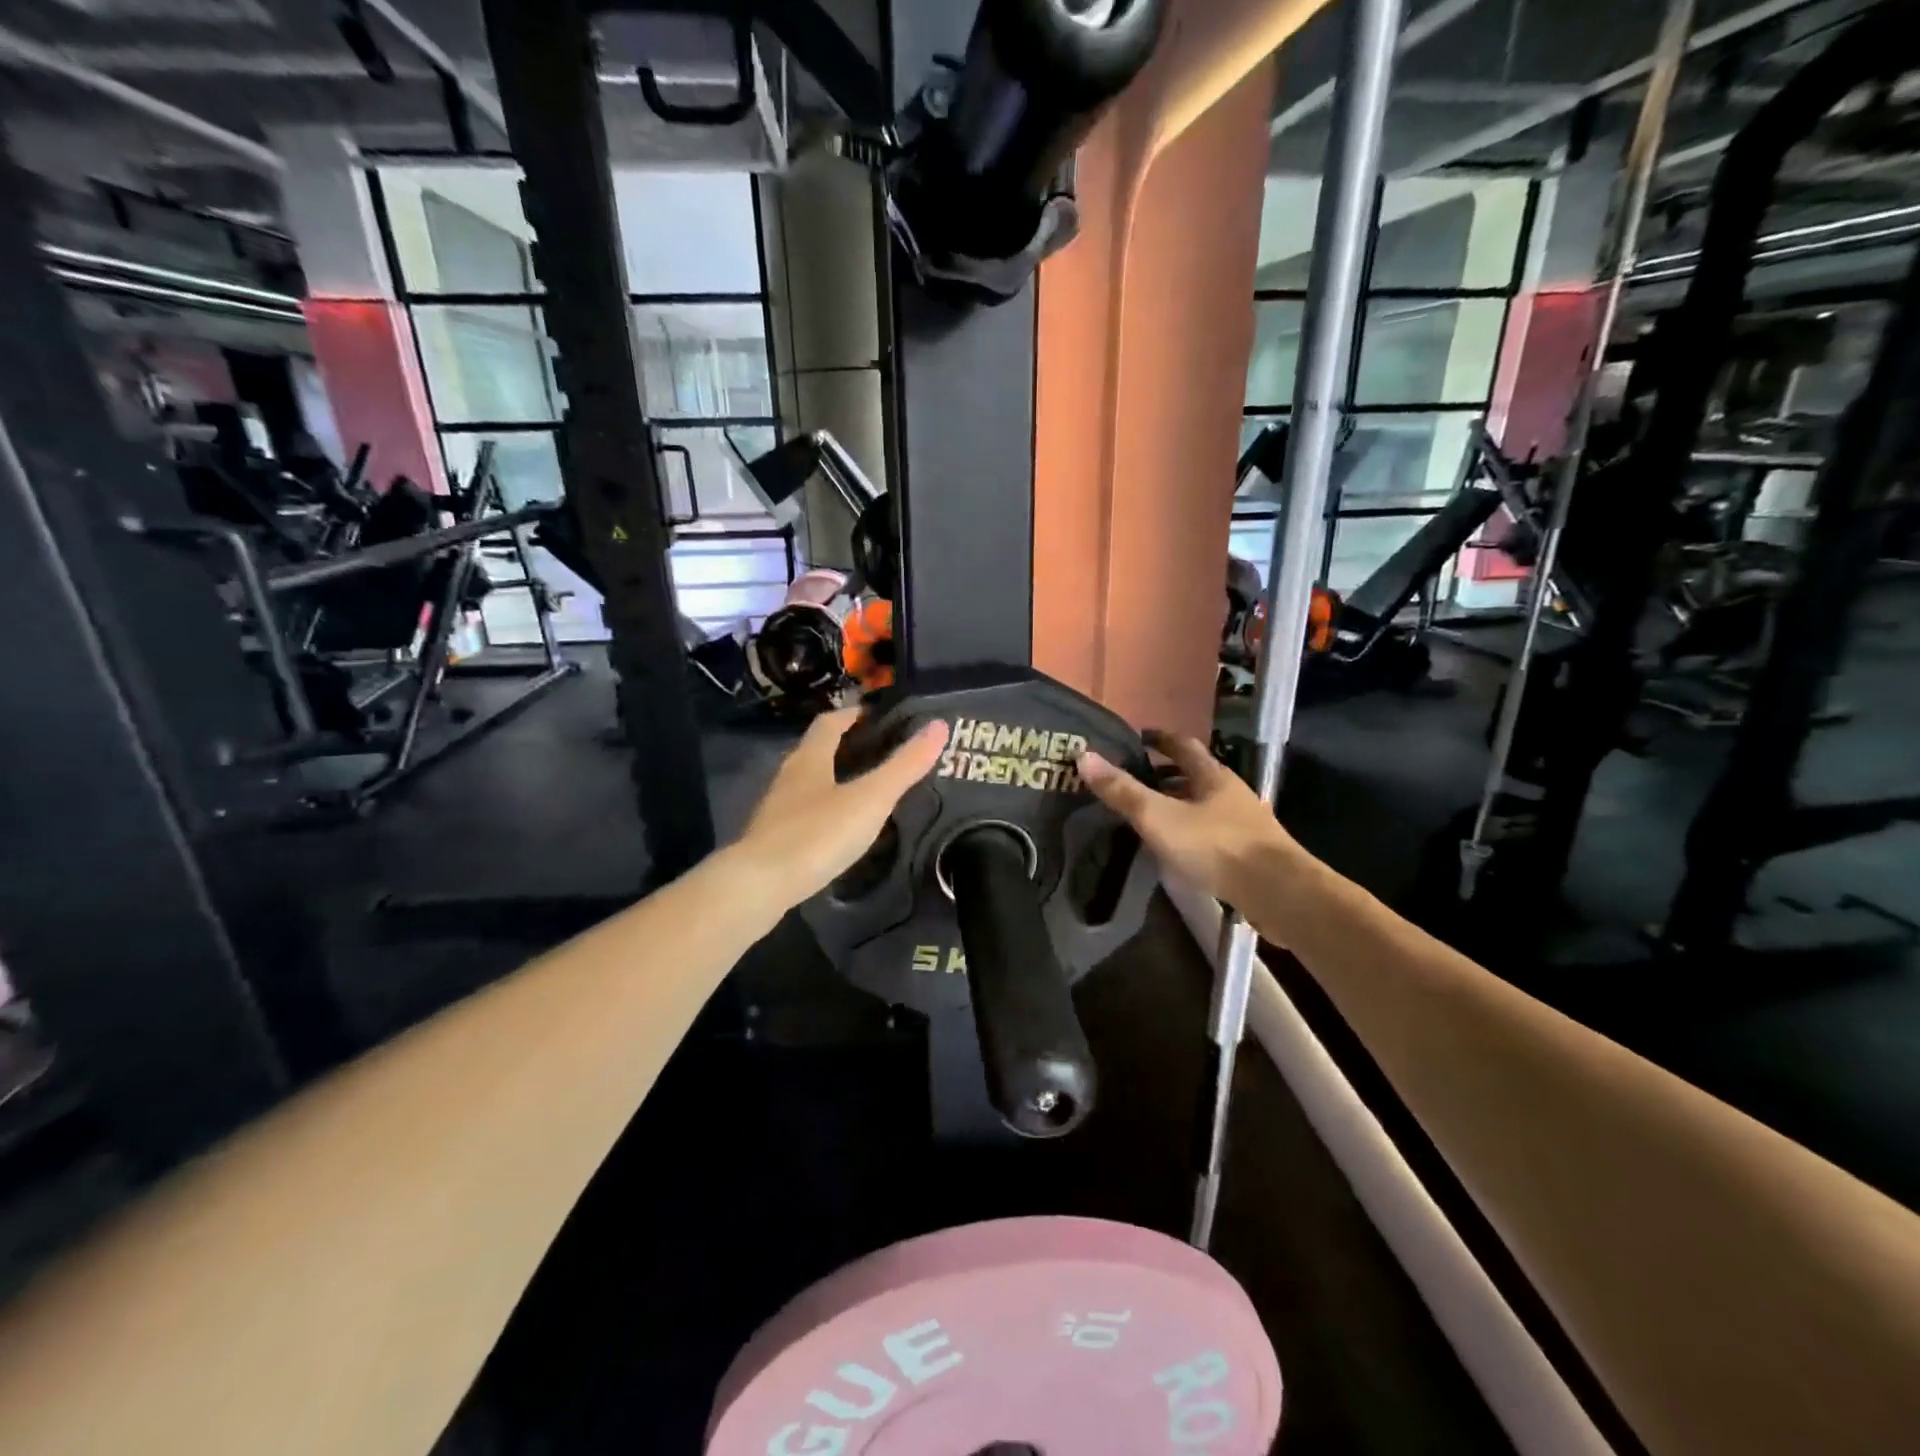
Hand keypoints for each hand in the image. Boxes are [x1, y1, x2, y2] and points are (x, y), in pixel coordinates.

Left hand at [735, 708, 950, 905]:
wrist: (759, 885)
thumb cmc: (817, 833)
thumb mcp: (871, 798)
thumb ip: (904, 766)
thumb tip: (939, 725)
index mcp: (810, 758)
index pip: (830, 723)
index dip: (852, 715)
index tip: (876, 716)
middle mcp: (789, 776)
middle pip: (816, 750)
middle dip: (844, 746)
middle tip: (879, 753)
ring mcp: (777, 809)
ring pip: (808, 783)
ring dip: (833, 779)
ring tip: (864, 790)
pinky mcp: (773, 839)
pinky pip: (803, 814)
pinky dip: (824, 811)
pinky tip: (839, 830)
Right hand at [1078, 731, 1306, 911]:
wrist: (1277, 892)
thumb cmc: (1215, 846)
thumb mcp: (1159, 817)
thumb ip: (1123, 790)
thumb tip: (1084, 755)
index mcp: (1212, 776)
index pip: (1183, 745)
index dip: (1159, 739)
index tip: (1139, 737)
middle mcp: (1231, 792)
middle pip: (1196, 774)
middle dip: (1167, 774)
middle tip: (1136, 778)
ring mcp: (1244, 822)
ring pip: (1205, 804)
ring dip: (1180, 804)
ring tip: (1152, 814)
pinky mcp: (1250, 852)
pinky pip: (1213, 831)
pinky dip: (1192, 831)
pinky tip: (1178, 848)